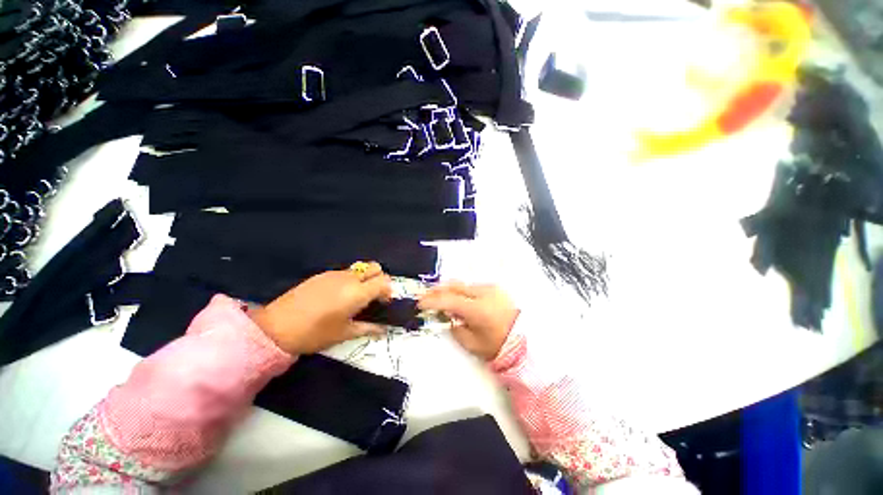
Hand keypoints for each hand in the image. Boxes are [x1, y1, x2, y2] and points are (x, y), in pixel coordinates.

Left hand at [249, 262, 391, 354]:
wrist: (276, 327)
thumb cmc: (315, 333)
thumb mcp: (344, 333)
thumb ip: (368, 328)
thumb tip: (384, 330)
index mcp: (358, 292)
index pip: (384, 281)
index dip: (388, 290)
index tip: (383, 303)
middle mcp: (350, 278)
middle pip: (375, 267)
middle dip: (379, 279)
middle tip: (372, 297)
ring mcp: (335, 274)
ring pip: (360, 269)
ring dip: (364, 279)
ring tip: (354, 298)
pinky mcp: (322, 274)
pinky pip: (344, 272)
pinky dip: (349, 280)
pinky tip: (337, 296)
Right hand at [418, 282, 518, 360]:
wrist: (527, 340)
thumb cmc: (500, 345)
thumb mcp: (473, 344)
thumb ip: (456, 329)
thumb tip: (449, 319)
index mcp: (477, 308)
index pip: (448, 299)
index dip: (431, 301)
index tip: (420, 304)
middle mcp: (483, 293)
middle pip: (454, 286)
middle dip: (438, 290)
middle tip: (426, 297)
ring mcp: (491, 288)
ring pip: (463, 285)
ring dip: (450, 290)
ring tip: (441, 299)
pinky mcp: (495, 289)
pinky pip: (473, 287)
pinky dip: (462, 292)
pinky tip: (459, 300)